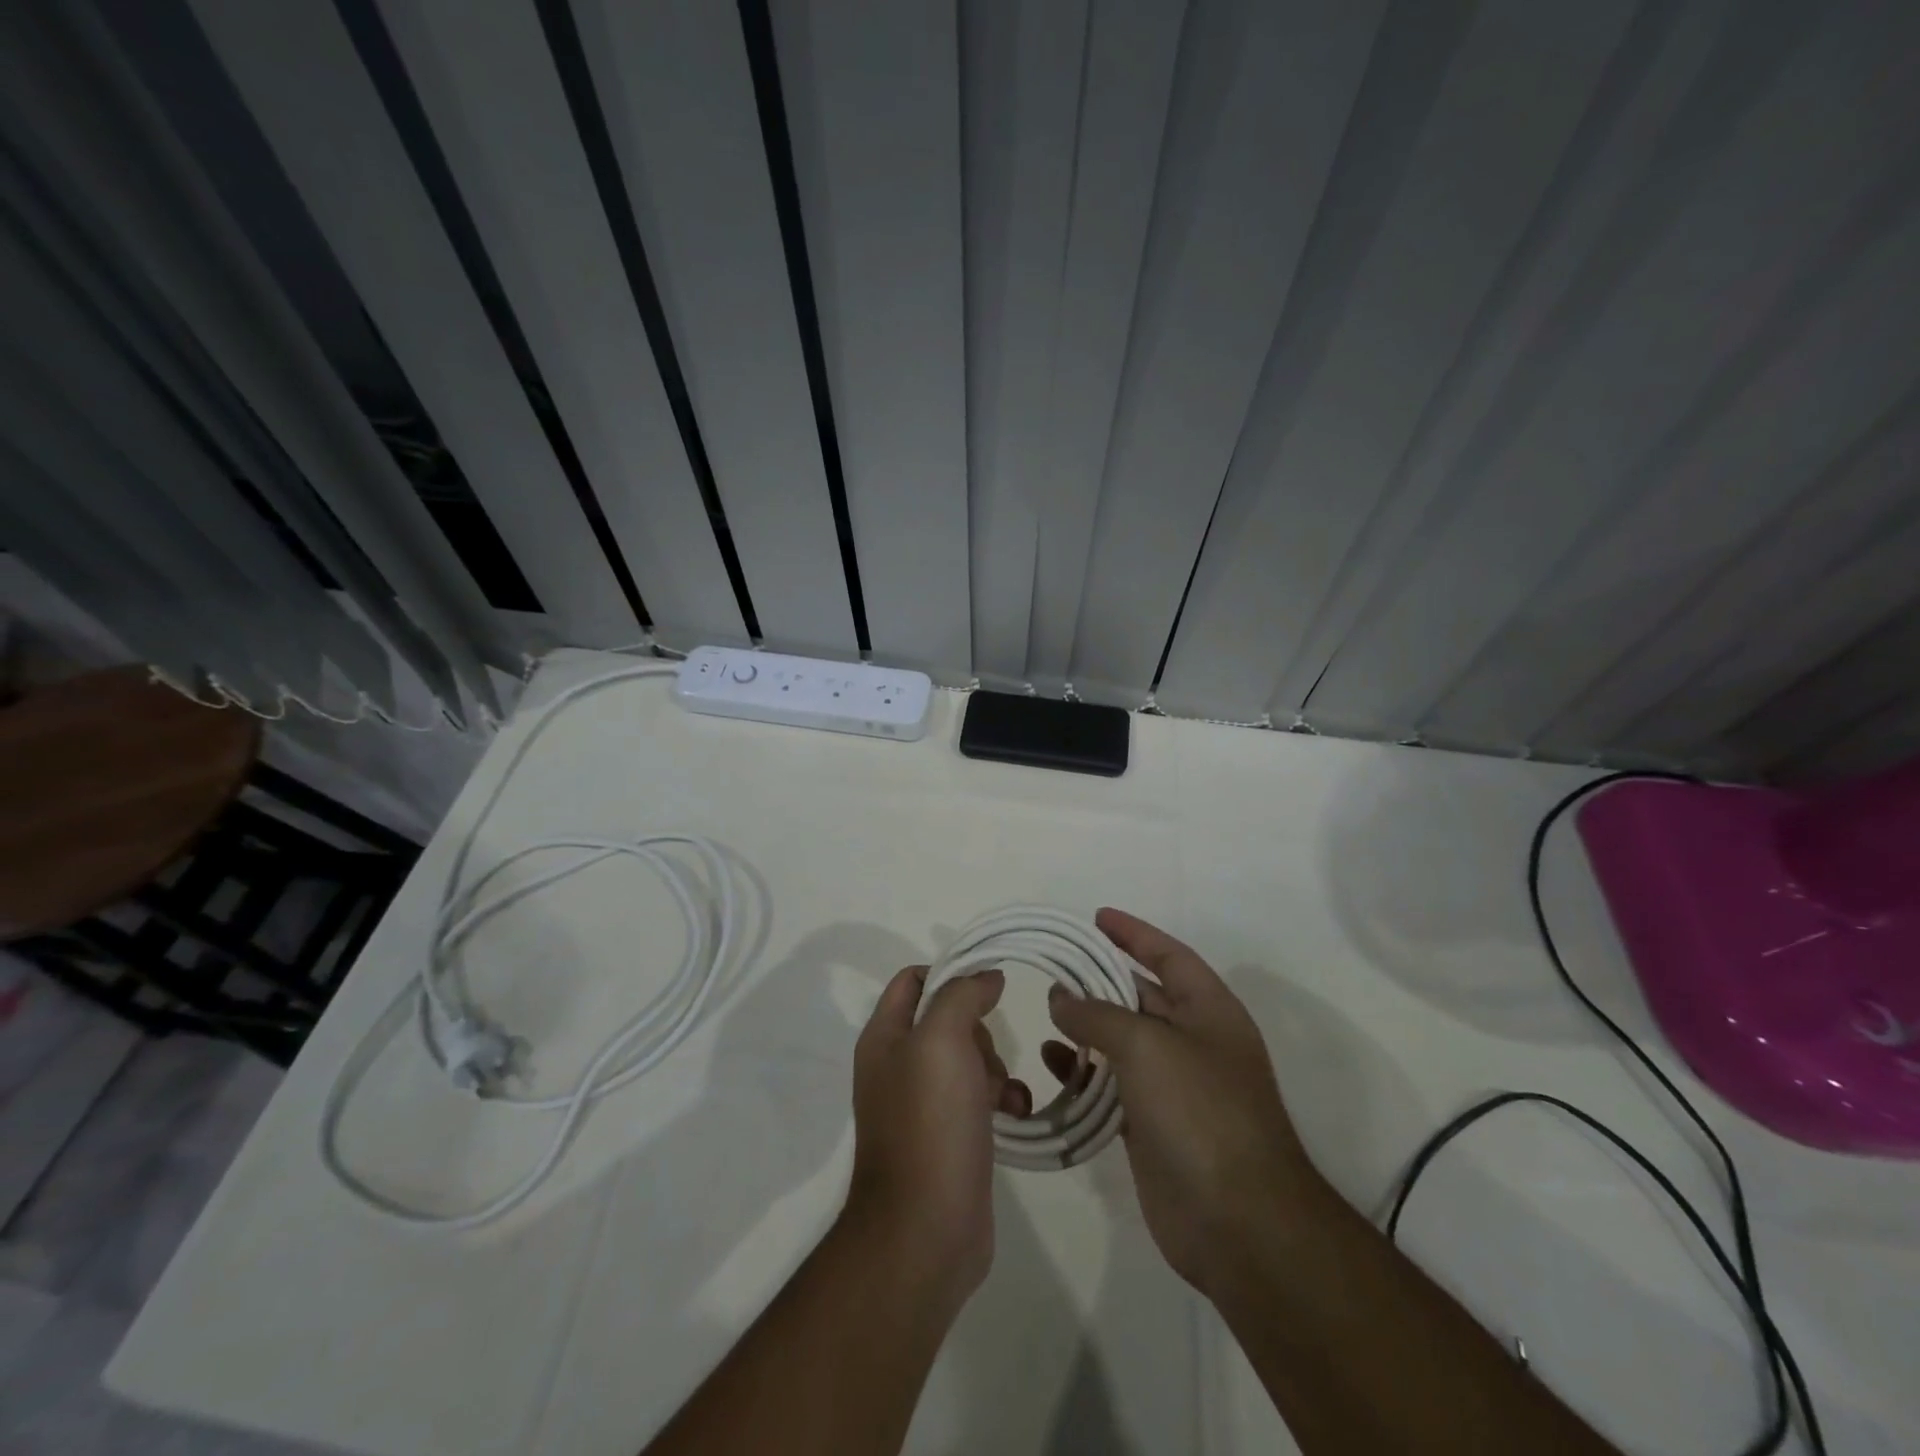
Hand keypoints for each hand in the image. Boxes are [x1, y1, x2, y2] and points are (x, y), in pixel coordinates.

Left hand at [845, 966, 1031, 1306]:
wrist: (926, 1230)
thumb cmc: (930, 1122)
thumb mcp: (942, 1039)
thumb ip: (961, 995)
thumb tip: (986, 975)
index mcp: (884, 1037)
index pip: (914, 979)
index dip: (950, 974)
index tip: (987, 988)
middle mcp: (898, 1065)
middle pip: (946, 1018)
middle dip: (978, 1029)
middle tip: (985, 1055)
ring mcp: (922, 1103)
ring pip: (969, 1058)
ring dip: (996, 1066)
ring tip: (1003, 1092)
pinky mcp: (949, 1135)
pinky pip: (980, 1097)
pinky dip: (1002, 1098)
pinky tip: (1015, 1113)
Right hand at [1044, 908, 1323, 1301]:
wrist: (1239, 1223)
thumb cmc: (1201, 1112)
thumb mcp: (1147, 1046)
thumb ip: (1098, 1014)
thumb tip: (1061, 997)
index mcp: (1210, 1011)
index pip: (1169, 955)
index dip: (1134, 933)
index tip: (1096, 918)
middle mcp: (1194, 1042)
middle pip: (1142, 995)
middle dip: (1101, 979)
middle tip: (1054, 964)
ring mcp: (1175, 1087)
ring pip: (1123, 1041)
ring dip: (1087, 1025)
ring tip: (1047, 1011)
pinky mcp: (1152, 1126)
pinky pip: (1112, 1085)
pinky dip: (1084, 1071)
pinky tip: (1052, 1063)